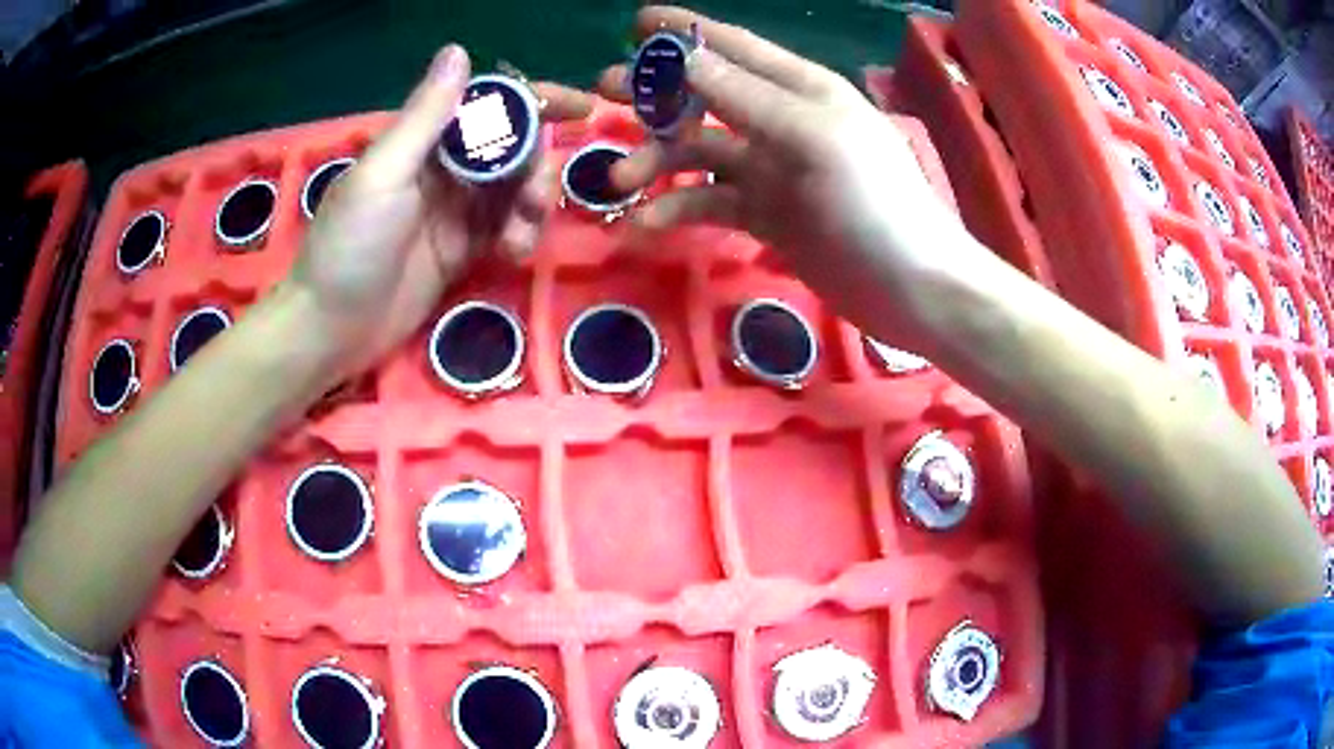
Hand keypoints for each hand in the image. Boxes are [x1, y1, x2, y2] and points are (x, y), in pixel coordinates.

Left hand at [288, 45, 593, 379]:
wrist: (330, 330)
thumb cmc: (349, 246)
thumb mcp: (384, 174)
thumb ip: (425, 116)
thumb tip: (459, 51)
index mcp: (423, 142)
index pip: (489, 106)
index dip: (535, 101)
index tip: (582, 107)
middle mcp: (444, 169)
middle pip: (513, 149)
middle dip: (536, 166)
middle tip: (536, 197)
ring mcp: (455, 212)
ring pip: (515, 190)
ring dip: (532, 205)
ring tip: (521, 237)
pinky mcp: (462, 251)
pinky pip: (506, 230)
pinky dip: (520, 237)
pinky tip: (512, 256)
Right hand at [599, 7, 980, 352]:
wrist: (908, 286)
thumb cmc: (872, 200)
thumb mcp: (809, 135)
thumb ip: (744, 95)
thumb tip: (681, 58)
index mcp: (799, 88)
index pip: (732, 46)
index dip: (684, 32)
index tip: (635, 23)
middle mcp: (780, 120)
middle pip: (705, 94)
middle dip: (655, 93)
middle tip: (602, 94)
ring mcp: (772, 169)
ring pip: (700, 151)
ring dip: (658, 160)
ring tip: (619, 181)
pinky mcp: (766, 214)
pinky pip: (710, 201)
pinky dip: (679, 208)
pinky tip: (648, 224)